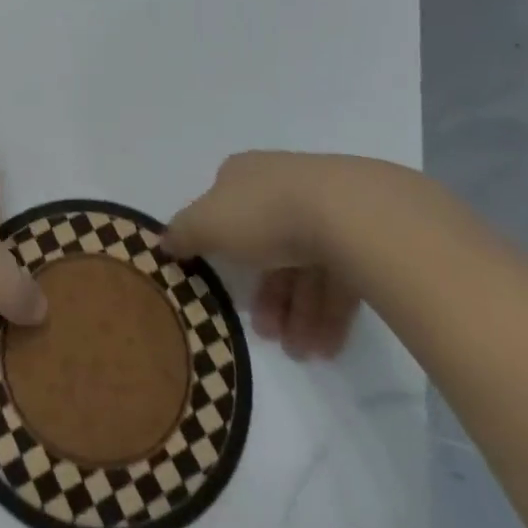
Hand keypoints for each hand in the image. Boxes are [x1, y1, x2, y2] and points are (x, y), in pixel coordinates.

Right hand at [161, 152, 434, 360]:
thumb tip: (163, 241)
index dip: (220, 246)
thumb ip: (183, 233)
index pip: (226, 208)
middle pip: (267, 245)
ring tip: (299, 352)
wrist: (351, 214)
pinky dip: (328, 312)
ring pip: (305, 266)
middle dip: (265, 294)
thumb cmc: (264, 215)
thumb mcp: (207, 224)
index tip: (220, 282)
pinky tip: (325, 346)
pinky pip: (339, 278)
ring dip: (297, 312)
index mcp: (245, 175)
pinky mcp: (364, 237)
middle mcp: (283, 187)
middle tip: (264, 333)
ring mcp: (327, 210)